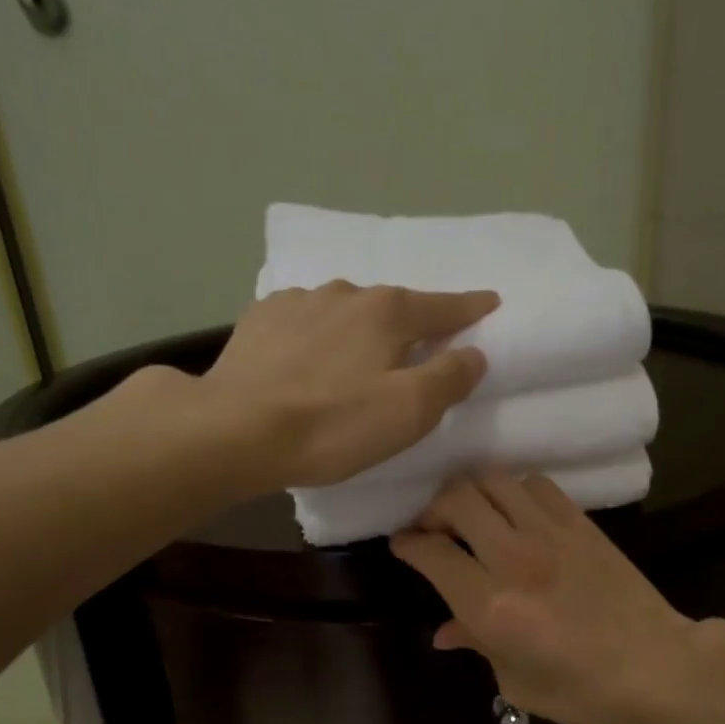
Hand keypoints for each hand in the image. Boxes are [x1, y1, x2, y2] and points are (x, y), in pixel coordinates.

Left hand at [202, 282, 498, 489]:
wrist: (234, 430)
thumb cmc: (332, 425)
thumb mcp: (408, 412)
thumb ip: (449, 378)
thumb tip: (474, 353)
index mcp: (387, 312)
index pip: (444, 307)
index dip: (471, 308)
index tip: (490, 302)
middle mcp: (345, 293)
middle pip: (392, 307)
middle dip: (409, 323)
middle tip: (416, 348)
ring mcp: (297, 302)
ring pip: (344, 310)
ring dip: (358, 328)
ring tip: (355, 356)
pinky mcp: (259, 320)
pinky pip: (303, 320)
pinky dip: (316, 334)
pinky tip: (305, 355)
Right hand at [390, 471, 712, 723]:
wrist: (659, 671)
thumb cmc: (582, 693)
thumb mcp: (515, 680)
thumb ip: (476, 642)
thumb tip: (445, 631)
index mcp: (490, 605)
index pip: (431, 552)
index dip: (407, 543)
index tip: (401, 543)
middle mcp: (514, 558)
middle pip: (456, 499)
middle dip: (433, 509)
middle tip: (434, 528)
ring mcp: (551, 534)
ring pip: (495, 480)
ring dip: (473, 493)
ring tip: (472, 514)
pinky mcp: (581, 524)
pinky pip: (537, 486)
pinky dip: (515, 492)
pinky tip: (517, 514)